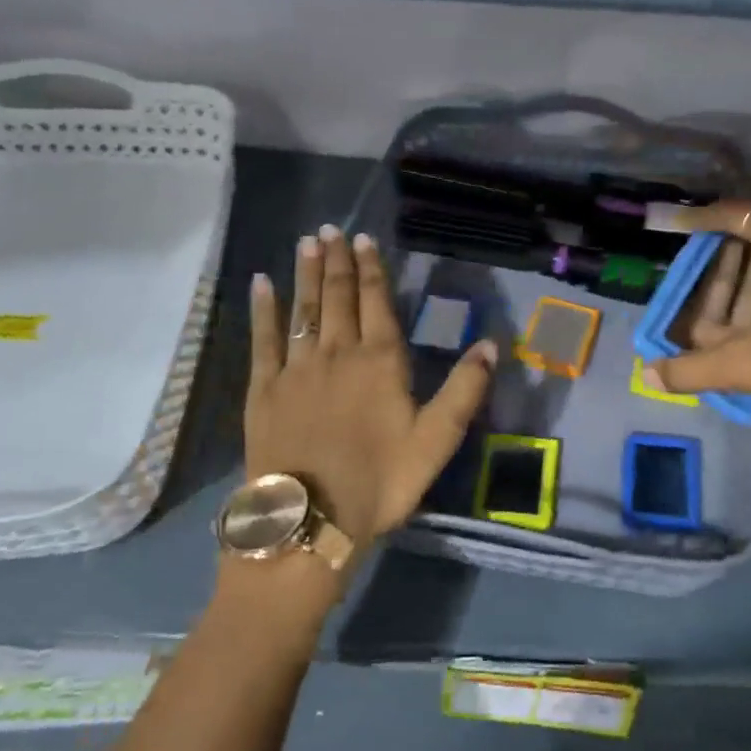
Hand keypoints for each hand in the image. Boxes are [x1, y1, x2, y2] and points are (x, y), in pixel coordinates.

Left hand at [244, 225, 495, 558]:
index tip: (364, 240)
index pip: (377, 302)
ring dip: (305, 274)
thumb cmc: (379, 482)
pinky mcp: (264, 389)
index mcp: (381, 362)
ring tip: (306, 243)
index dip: (372, 269)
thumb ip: (464, 390)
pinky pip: (263, 339)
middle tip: (330, 229)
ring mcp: (297, 368)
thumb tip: (490, 345)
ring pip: (303, 309)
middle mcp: (338, 353)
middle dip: (336, 261)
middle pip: (337, 297)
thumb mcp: (436, 441)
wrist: (310, 521)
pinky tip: (261, 284)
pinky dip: (263, 309)